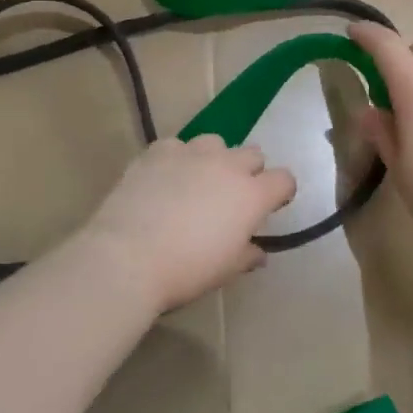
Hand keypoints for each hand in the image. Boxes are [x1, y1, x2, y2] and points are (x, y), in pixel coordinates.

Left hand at [80, 136, 297, 313]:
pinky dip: (176, 159)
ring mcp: (192, 153)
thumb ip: (247, 255)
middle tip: (232, 197)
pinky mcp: (158, 151)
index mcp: (252, 195)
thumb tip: (257, 252)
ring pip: (215, 142)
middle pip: (253, 154)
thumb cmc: (186, 269)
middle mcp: (228, 165)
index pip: (284, 180)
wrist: (127, 257)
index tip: (271, 206)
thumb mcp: (225, 270)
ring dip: (214, 159)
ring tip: (197, 181)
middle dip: (250, 171)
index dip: (281, 192)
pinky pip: (177, 146)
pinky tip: (163, 179)